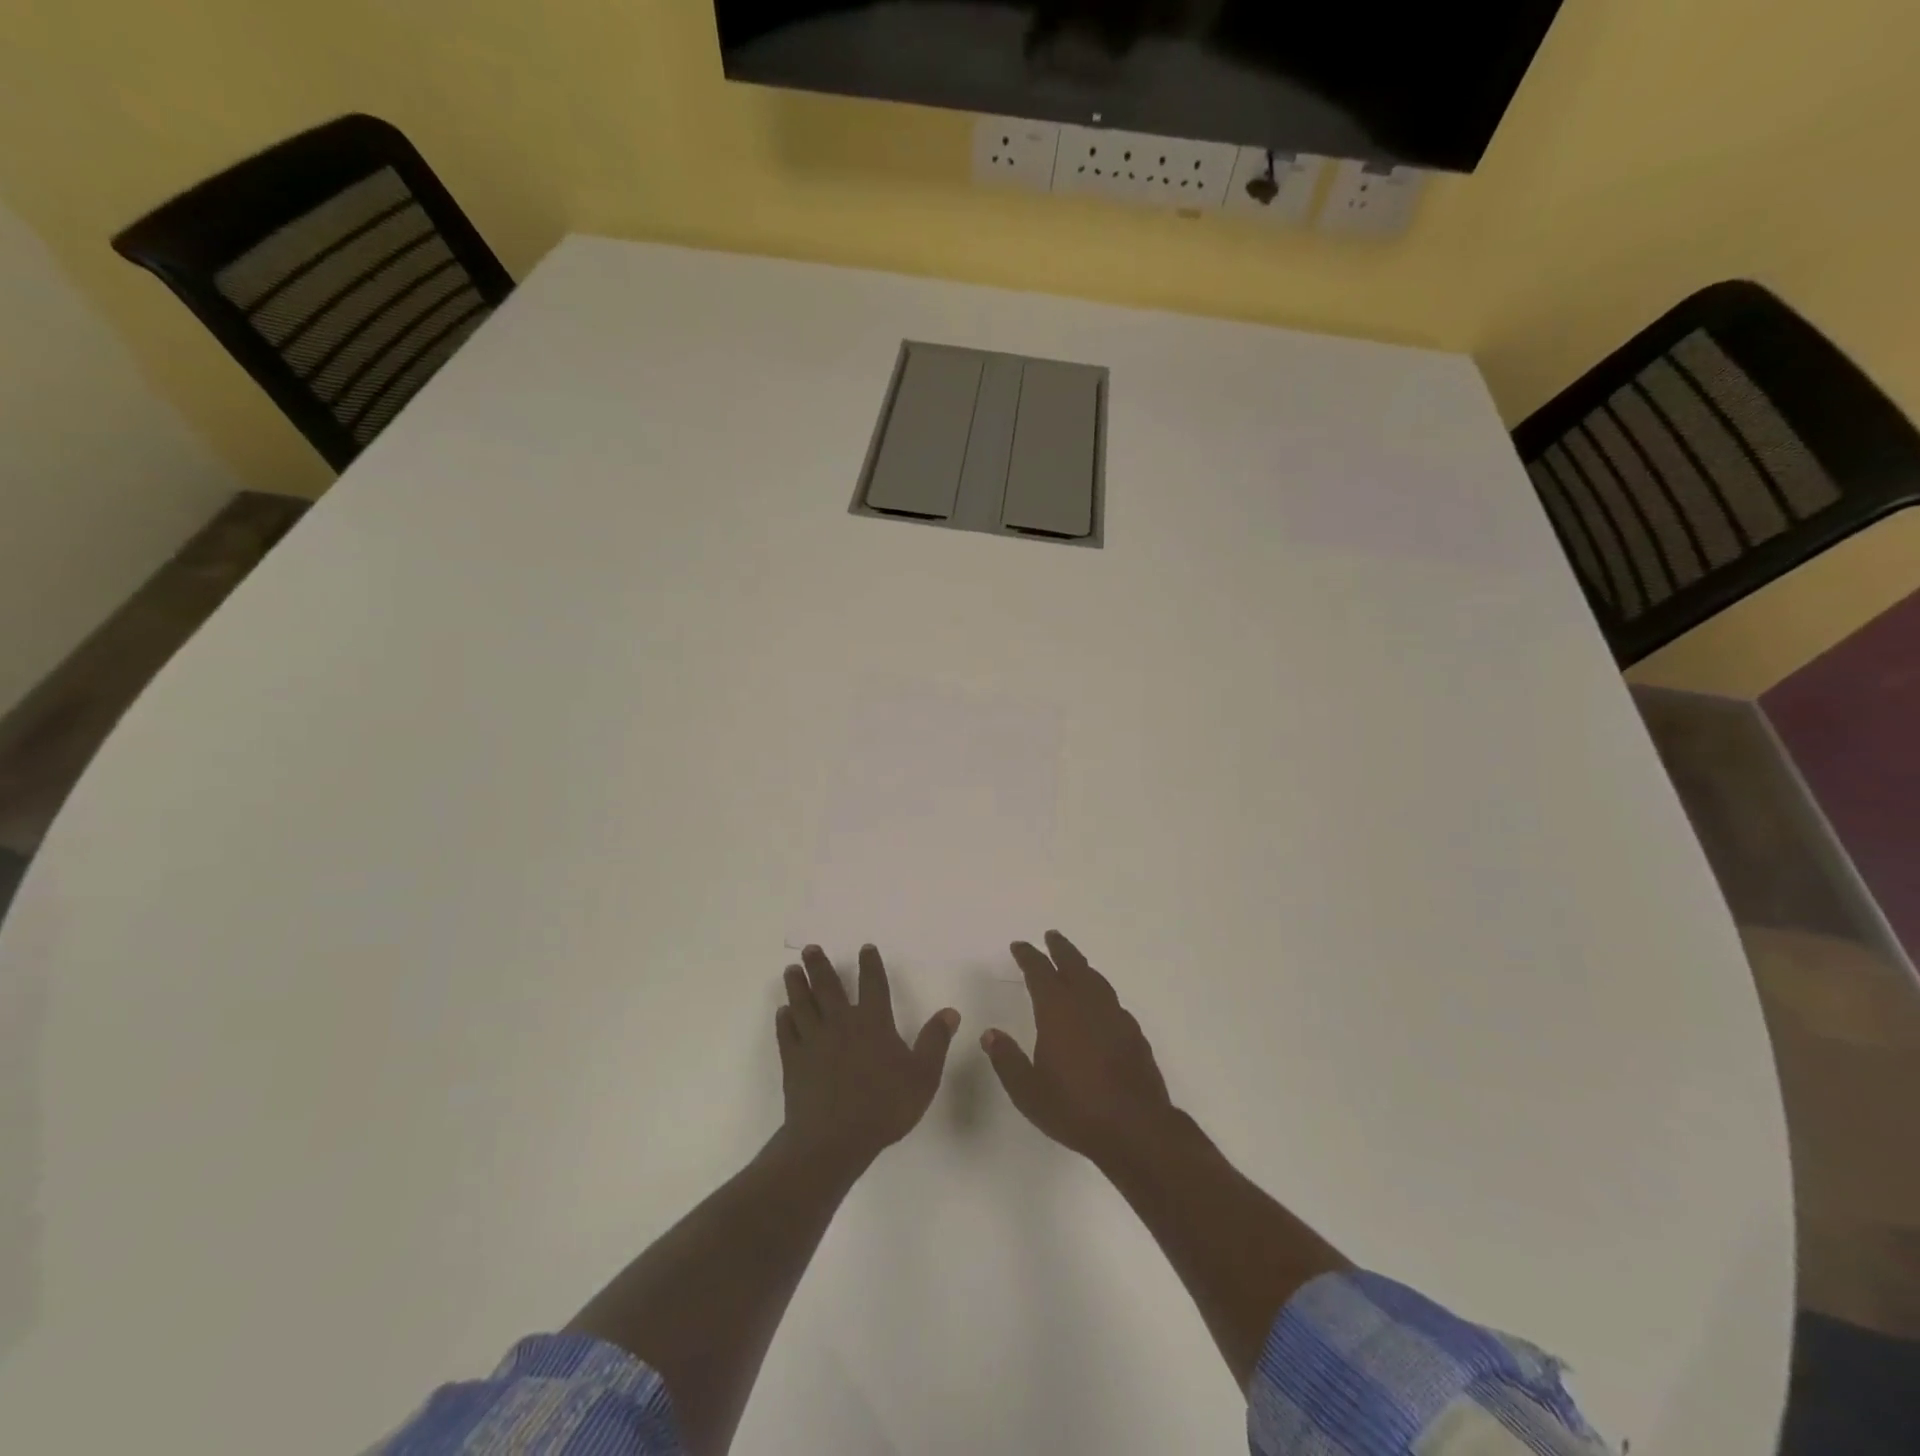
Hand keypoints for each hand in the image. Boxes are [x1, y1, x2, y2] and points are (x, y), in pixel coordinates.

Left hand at [776, 945, 959, 1173]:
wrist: (833, 1140)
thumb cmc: (883, 1106)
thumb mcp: (923, 1076)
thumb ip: (935, 1041)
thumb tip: (950, 1011)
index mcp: (873, 1023)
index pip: (873, 984)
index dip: (870, 965)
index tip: (866, 948)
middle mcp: (841, 1023)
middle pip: (828, 987)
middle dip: (820, 965)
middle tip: (811, 948)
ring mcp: (813, 1041)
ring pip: (802, 1004)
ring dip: (797, 985)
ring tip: (791, 969)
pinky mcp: (793, 1061)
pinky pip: (787, 1034)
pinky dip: (784, 1021)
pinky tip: (782, 1013)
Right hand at [982, 930, 1174, 1166]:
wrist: (1137, 1129)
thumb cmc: (1075, 1108)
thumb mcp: (1028, 1091)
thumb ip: (1007, 1060)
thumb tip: (990, 1034)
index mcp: (1058, 1011)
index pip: (1040, 972)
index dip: (1028, 956)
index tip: (1020, 946)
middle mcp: (1088, 1004)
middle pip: (1073, 964)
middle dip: (1060, 948)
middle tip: (1051, 936)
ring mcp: (1115, 1017)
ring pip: (1096, 979)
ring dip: (1082, 966)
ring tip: (1074, 963)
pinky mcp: (1134, 1033)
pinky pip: (1112, 1001)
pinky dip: (1100, 992)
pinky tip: (1099, 1004)